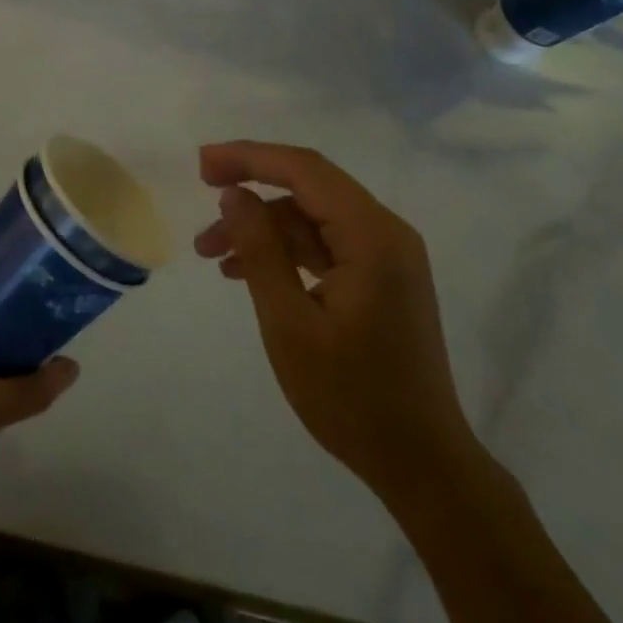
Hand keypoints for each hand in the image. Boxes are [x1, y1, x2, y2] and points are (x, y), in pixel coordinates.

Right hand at [195, 141, 477, 506]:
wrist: (421, 464)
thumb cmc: (351, 397)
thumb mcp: (289, 323)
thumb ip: (260, 250)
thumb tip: (233, 195)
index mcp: (372, 236)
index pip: (305, 170)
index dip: (249, 157)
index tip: (202, 165)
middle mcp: (386, 233)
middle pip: (309, 186)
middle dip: (252, 186)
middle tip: (201, 191)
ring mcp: (386, 256)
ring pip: (312, 217)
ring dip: (262, 227)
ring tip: (209, 252)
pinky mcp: (380, 278)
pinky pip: (324, 244)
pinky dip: (284, 250)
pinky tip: (243, 271)